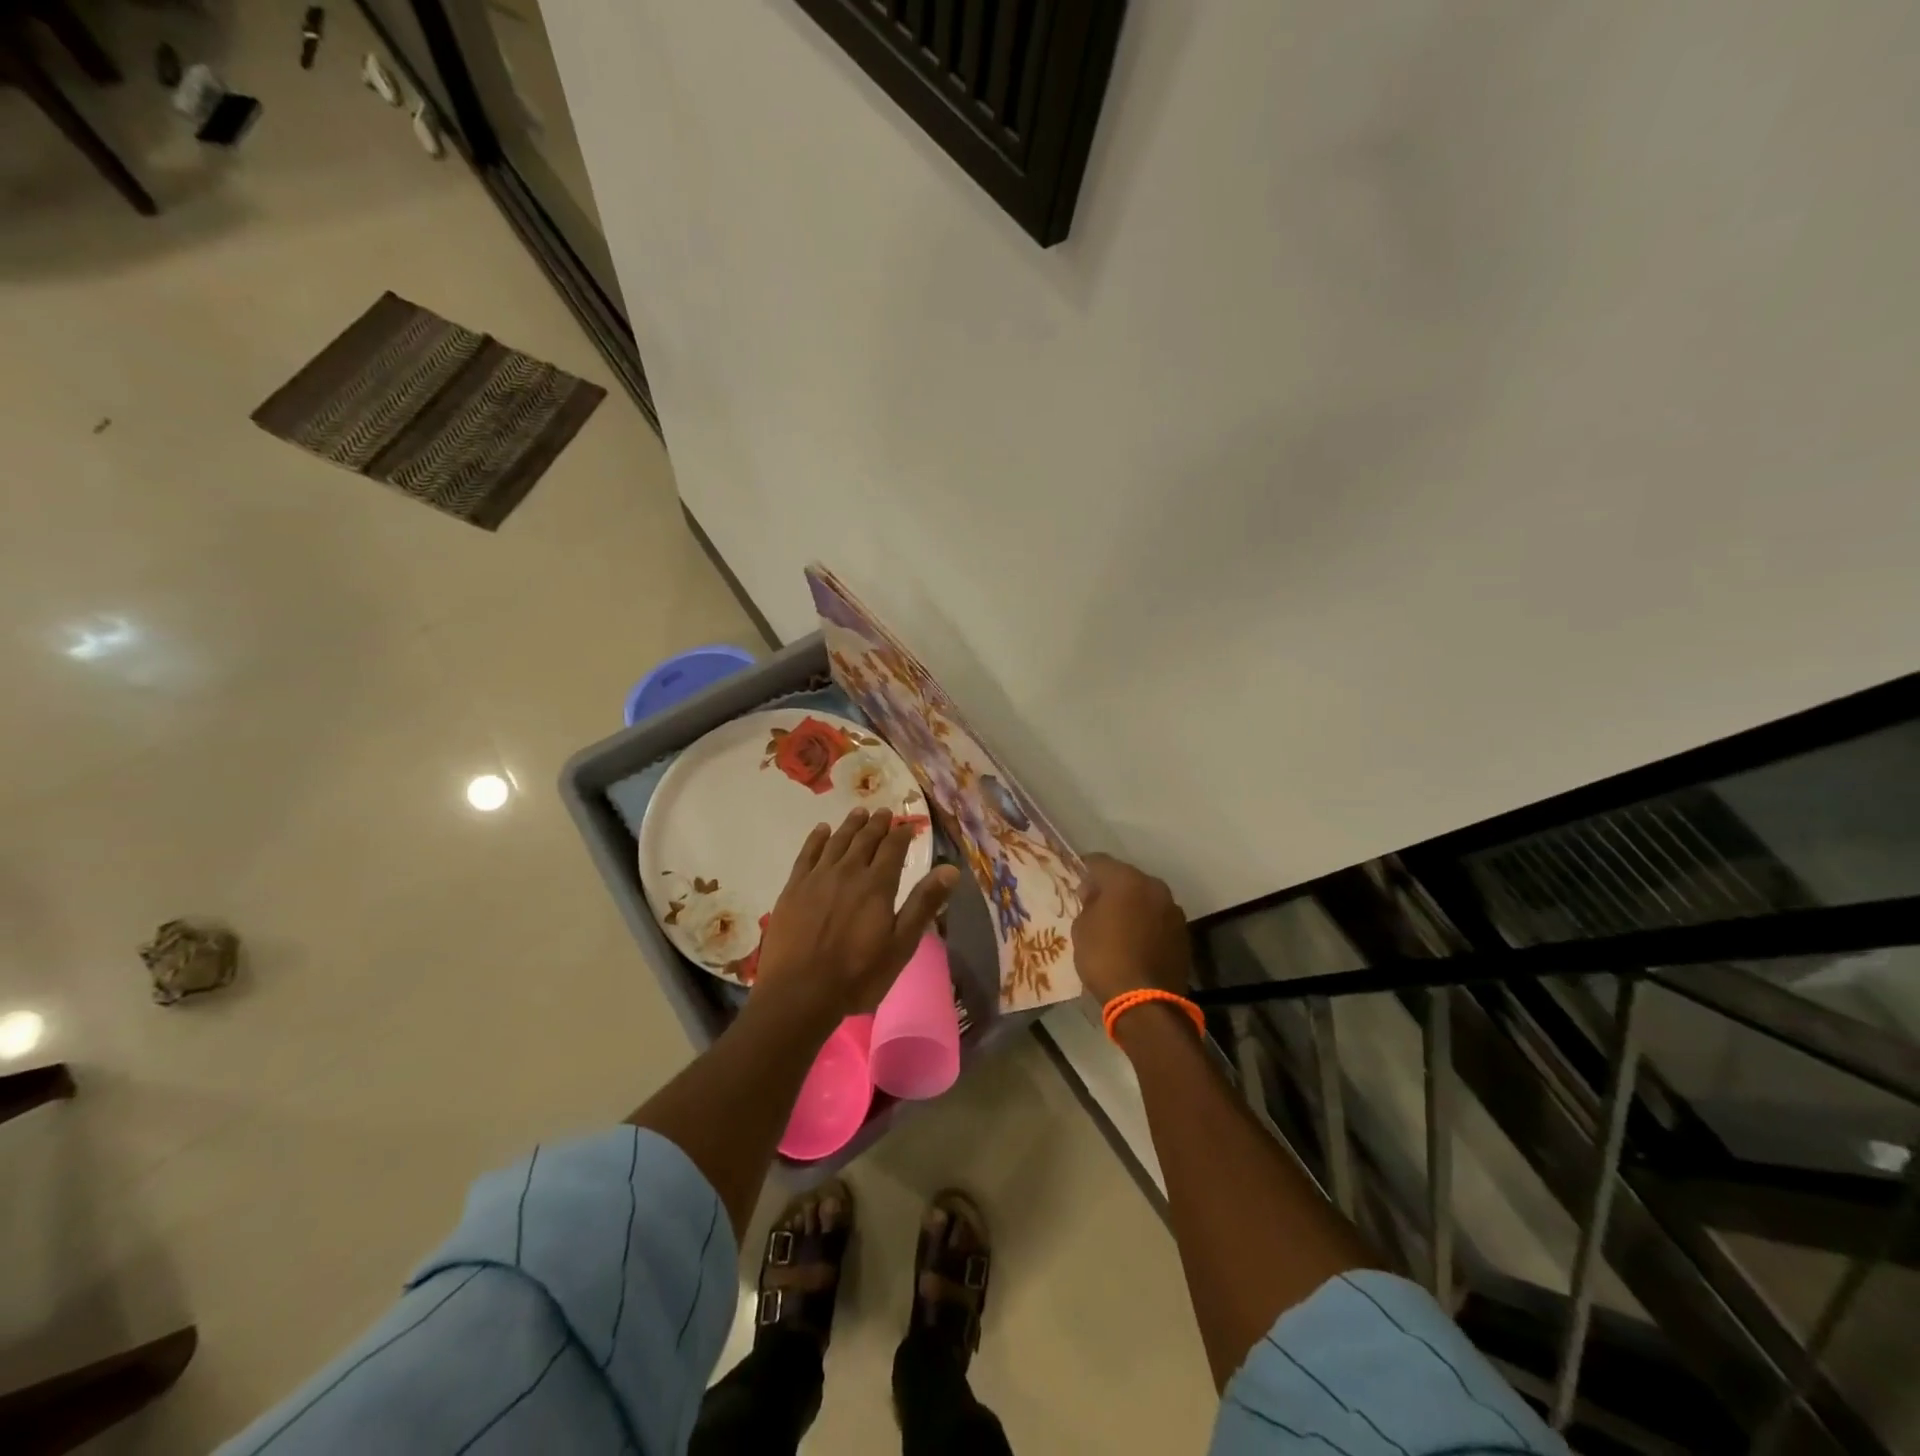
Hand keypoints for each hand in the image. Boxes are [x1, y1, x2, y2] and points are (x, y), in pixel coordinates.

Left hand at [755, 808, 960, 1024]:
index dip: (901, 834)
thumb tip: (950, 868)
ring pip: (837, 841)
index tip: (907, 825)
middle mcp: (848, 872)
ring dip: (850, 825)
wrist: (800, 992)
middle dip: (877, 824)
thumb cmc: (858, 975)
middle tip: (883, 811)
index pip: (893, 849)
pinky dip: (816, 839)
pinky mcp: (793, 888)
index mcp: (877, 885)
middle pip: (865, 840)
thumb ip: (924, 903)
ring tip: (859, 813)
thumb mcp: (901, 944)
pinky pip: (807, 854)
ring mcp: (817, 878)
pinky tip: (822, 831)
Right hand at [1071, 854, 1192, 1002]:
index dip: (1085, 868)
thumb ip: (1088, 903)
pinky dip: (1146, 922)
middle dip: (1111, 887)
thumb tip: (1095, 893)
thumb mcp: (1081, 928)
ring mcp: (1172, 909)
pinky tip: (1136, 939)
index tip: (1077, 880)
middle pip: (1127, 877)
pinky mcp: (1183, 932)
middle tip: (1095, 903)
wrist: (1146, 1001)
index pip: (1100, 862)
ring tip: (1117, 923)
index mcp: (1126, 880)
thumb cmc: (1105, 958)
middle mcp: (1154, 886)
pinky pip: (1158, 918)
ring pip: (1146, 897)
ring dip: (1132, 904)